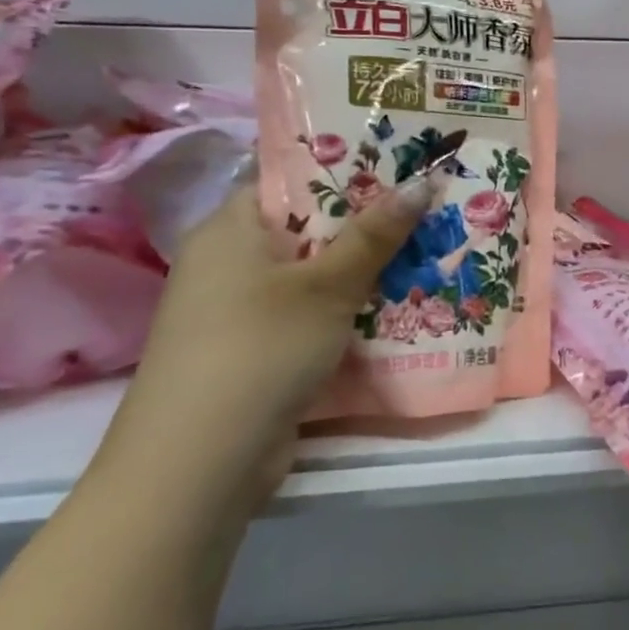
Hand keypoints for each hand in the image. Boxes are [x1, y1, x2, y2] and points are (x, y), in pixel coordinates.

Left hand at [99, 173, 439, 509]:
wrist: (201, 460)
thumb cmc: (261, 348)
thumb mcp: (326, 287)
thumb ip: (374, 235)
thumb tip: (422, 181)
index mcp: (230, 228)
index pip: (289, 181)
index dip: (345, 171)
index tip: (402, 169)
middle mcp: (229, 263)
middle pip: (307, 230)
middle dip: (367, 227)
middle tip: (427, 214)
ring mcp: (239, 311)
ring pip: (312, 277)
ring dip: (361, 274)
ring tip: (424, 258)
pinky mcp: (254, 352)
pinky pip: (307, 316)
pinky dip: (344, 313)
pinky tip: (392, 312)